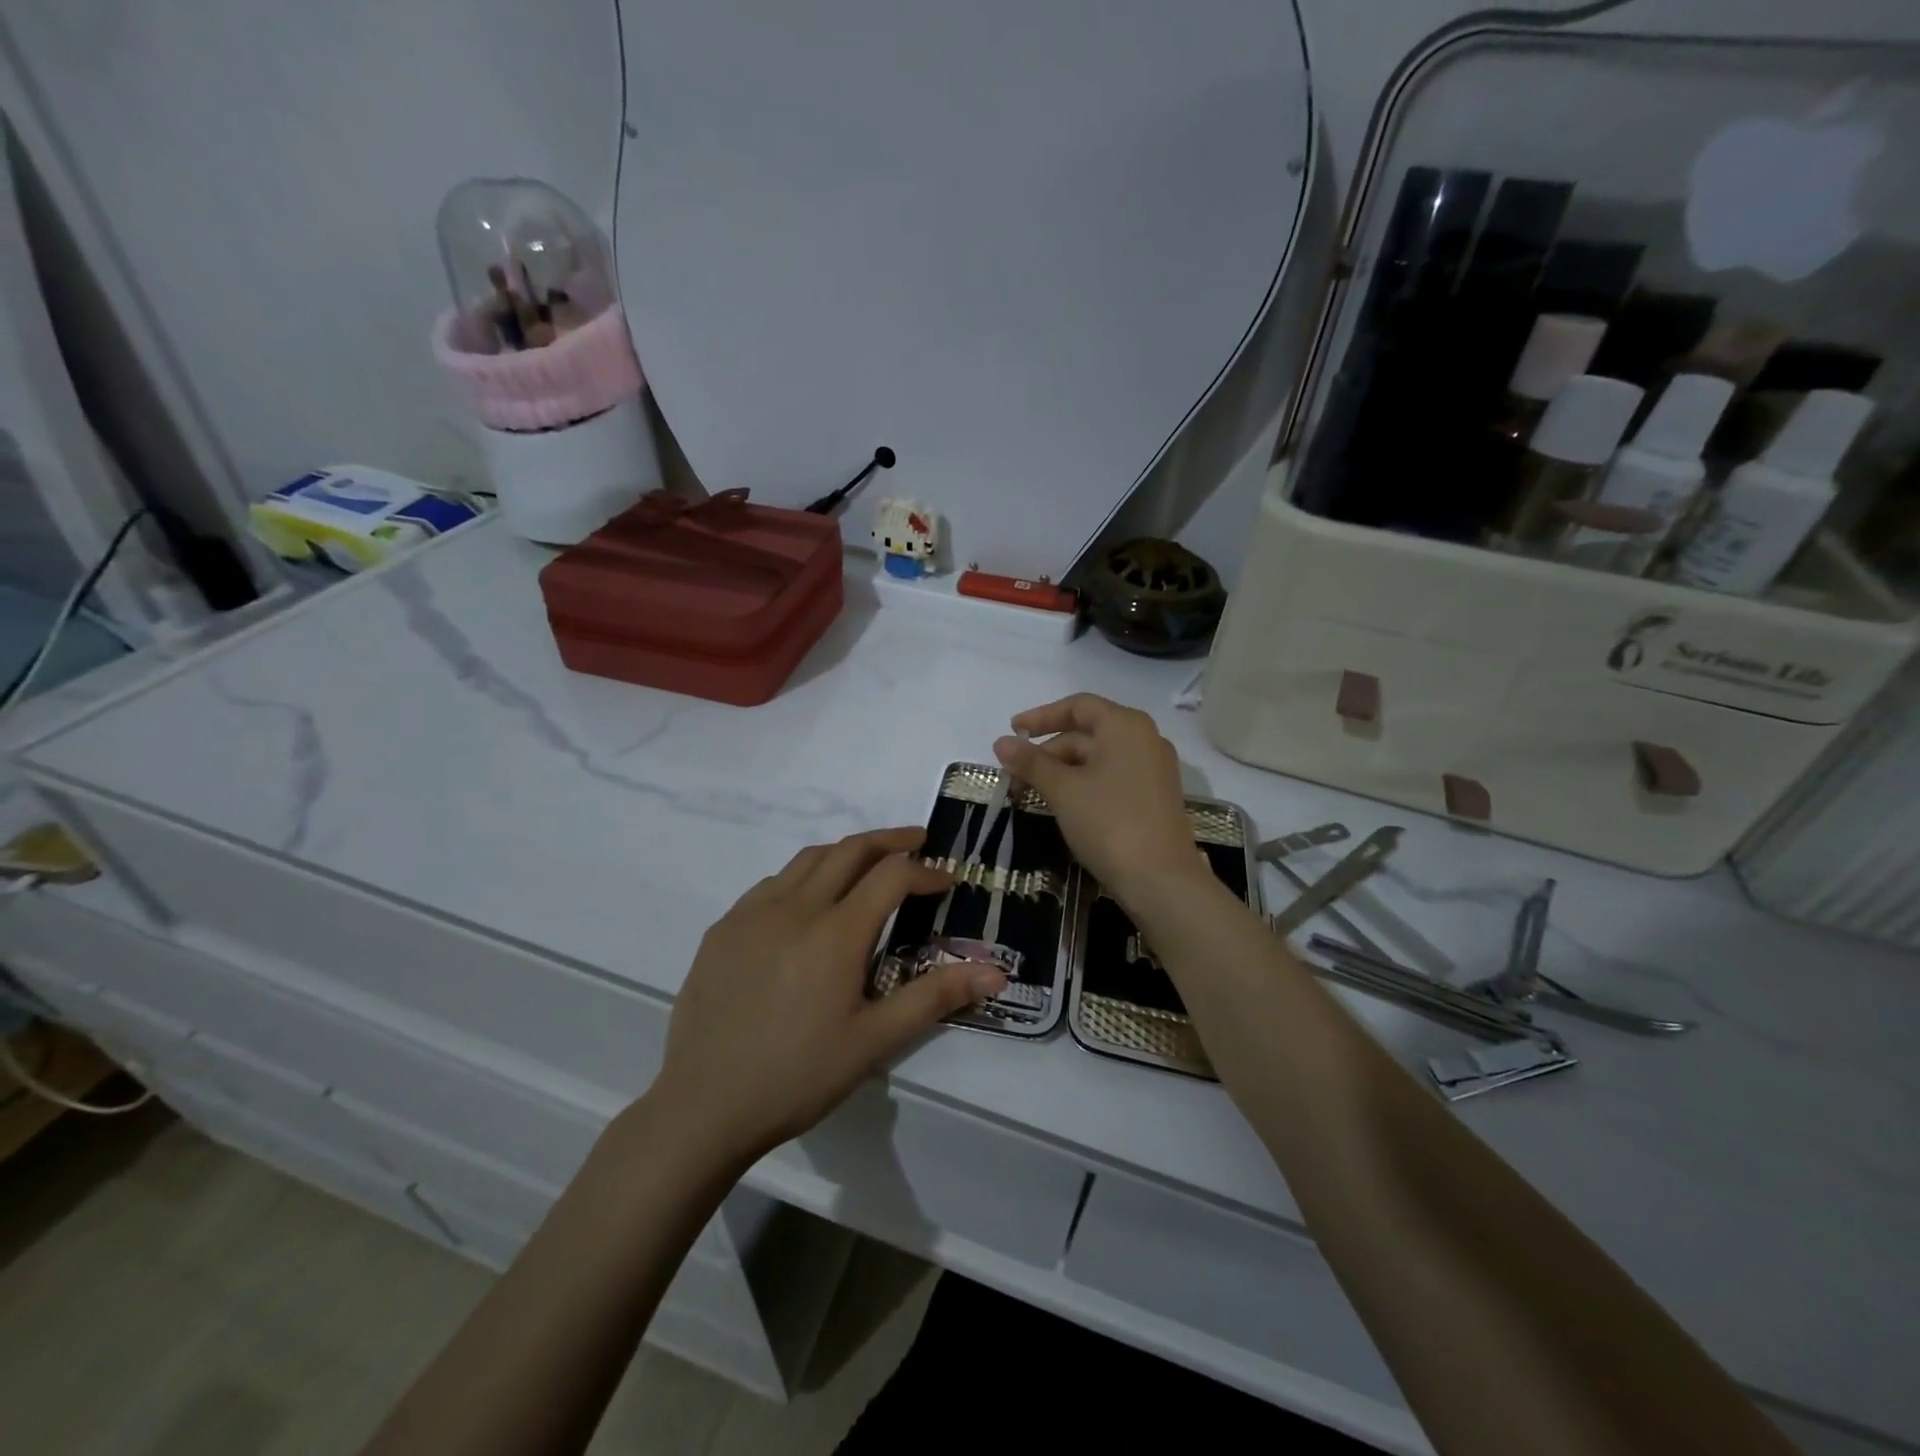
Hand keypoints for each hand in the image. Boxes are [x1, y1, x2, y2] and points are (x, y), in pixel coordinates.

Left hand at [651, 827, 1005, 1166]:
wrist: (703, 1106)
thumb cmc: (798, 1075)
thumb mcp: (874, 1041)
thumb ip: (935, 997)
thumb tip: (996, 971)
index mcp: (836, 932)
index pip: (891, 875)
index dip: (925, 871)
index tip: (946, 880)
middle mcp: (794, 907)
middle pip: (849, 850)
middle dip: (889, 840)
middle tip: (917, 841)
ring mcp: (752, 913)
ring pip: (807, 859)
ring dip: (845, 853)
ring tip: (868, 865)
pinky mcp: (723, 929)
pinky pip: (771, 884)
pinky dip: (803, 876)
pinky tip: (807, 904)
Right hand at [994, 694, 1206, 905]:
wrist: (1161, 880)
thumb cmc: (1109, 823)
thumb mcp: (1063, 790)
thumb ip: (1031, 762)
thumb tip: (1000, 743)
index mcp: (1126, 726)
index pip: (1078, 706)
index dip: (1042, 716)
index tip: (1013, 732)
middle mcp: (1145, 739)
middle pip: (1087, 733)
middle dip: (1048, 751)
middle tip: (1015, 775)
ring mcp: (1153, 770)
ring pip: (1098, 758)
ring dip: (1062, 771)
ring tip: (1032, 793)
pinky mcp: (1154, 797)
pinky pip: (1112, 778)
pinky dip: (1083, 784)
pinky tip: (1062, 804)